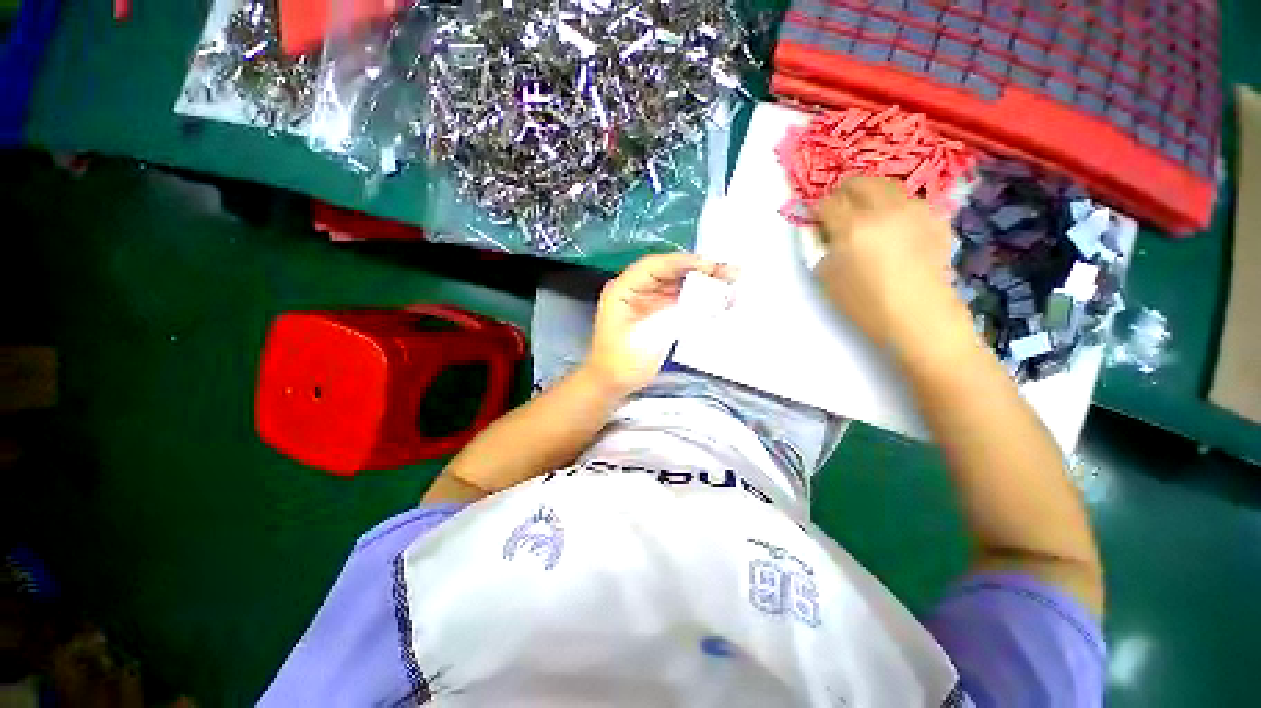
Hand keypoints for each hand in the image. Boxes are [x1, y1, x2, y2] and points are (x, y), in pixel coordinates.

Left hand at [584, 253, 735, 395]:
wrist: (612, 384)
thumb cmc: (621, 363)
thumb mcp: (648, 338)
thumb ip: (676, 315)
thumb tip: (708, 299)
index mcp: (623, 289)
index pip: (655, 266)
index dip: (683, 262)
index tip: (711, 266)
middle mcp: (636, 289)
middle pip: (670, 272)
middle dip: (699, 271)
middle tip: (730, 273)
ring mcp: (648, 301)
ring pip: (678, 285)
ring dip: (703, 284)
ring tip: (731, 284)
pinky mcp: (658, 314)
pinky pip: (681, 300)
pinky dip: (699, 300)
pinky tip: (718, 301)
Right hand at [812, 177, 970, 353]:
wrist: (919, 317)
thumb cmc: (864, 304)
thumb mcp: (827, 279)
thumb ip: (821, 248)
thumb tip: (822, 231)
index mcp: (852, 227)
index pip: (828, 202)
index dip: (818, 210)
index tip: (817, 222)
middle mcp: (883, 210)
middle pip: (859, 182)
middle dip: (844, 193)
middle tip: (839, 211)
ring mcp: (914, 210)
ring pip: (887, 186)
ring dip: (871, 196)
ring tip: (868, 216)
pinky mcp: (936, 217)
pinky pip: (909, 201)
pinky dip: (896, 207)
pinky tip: (895, 228)